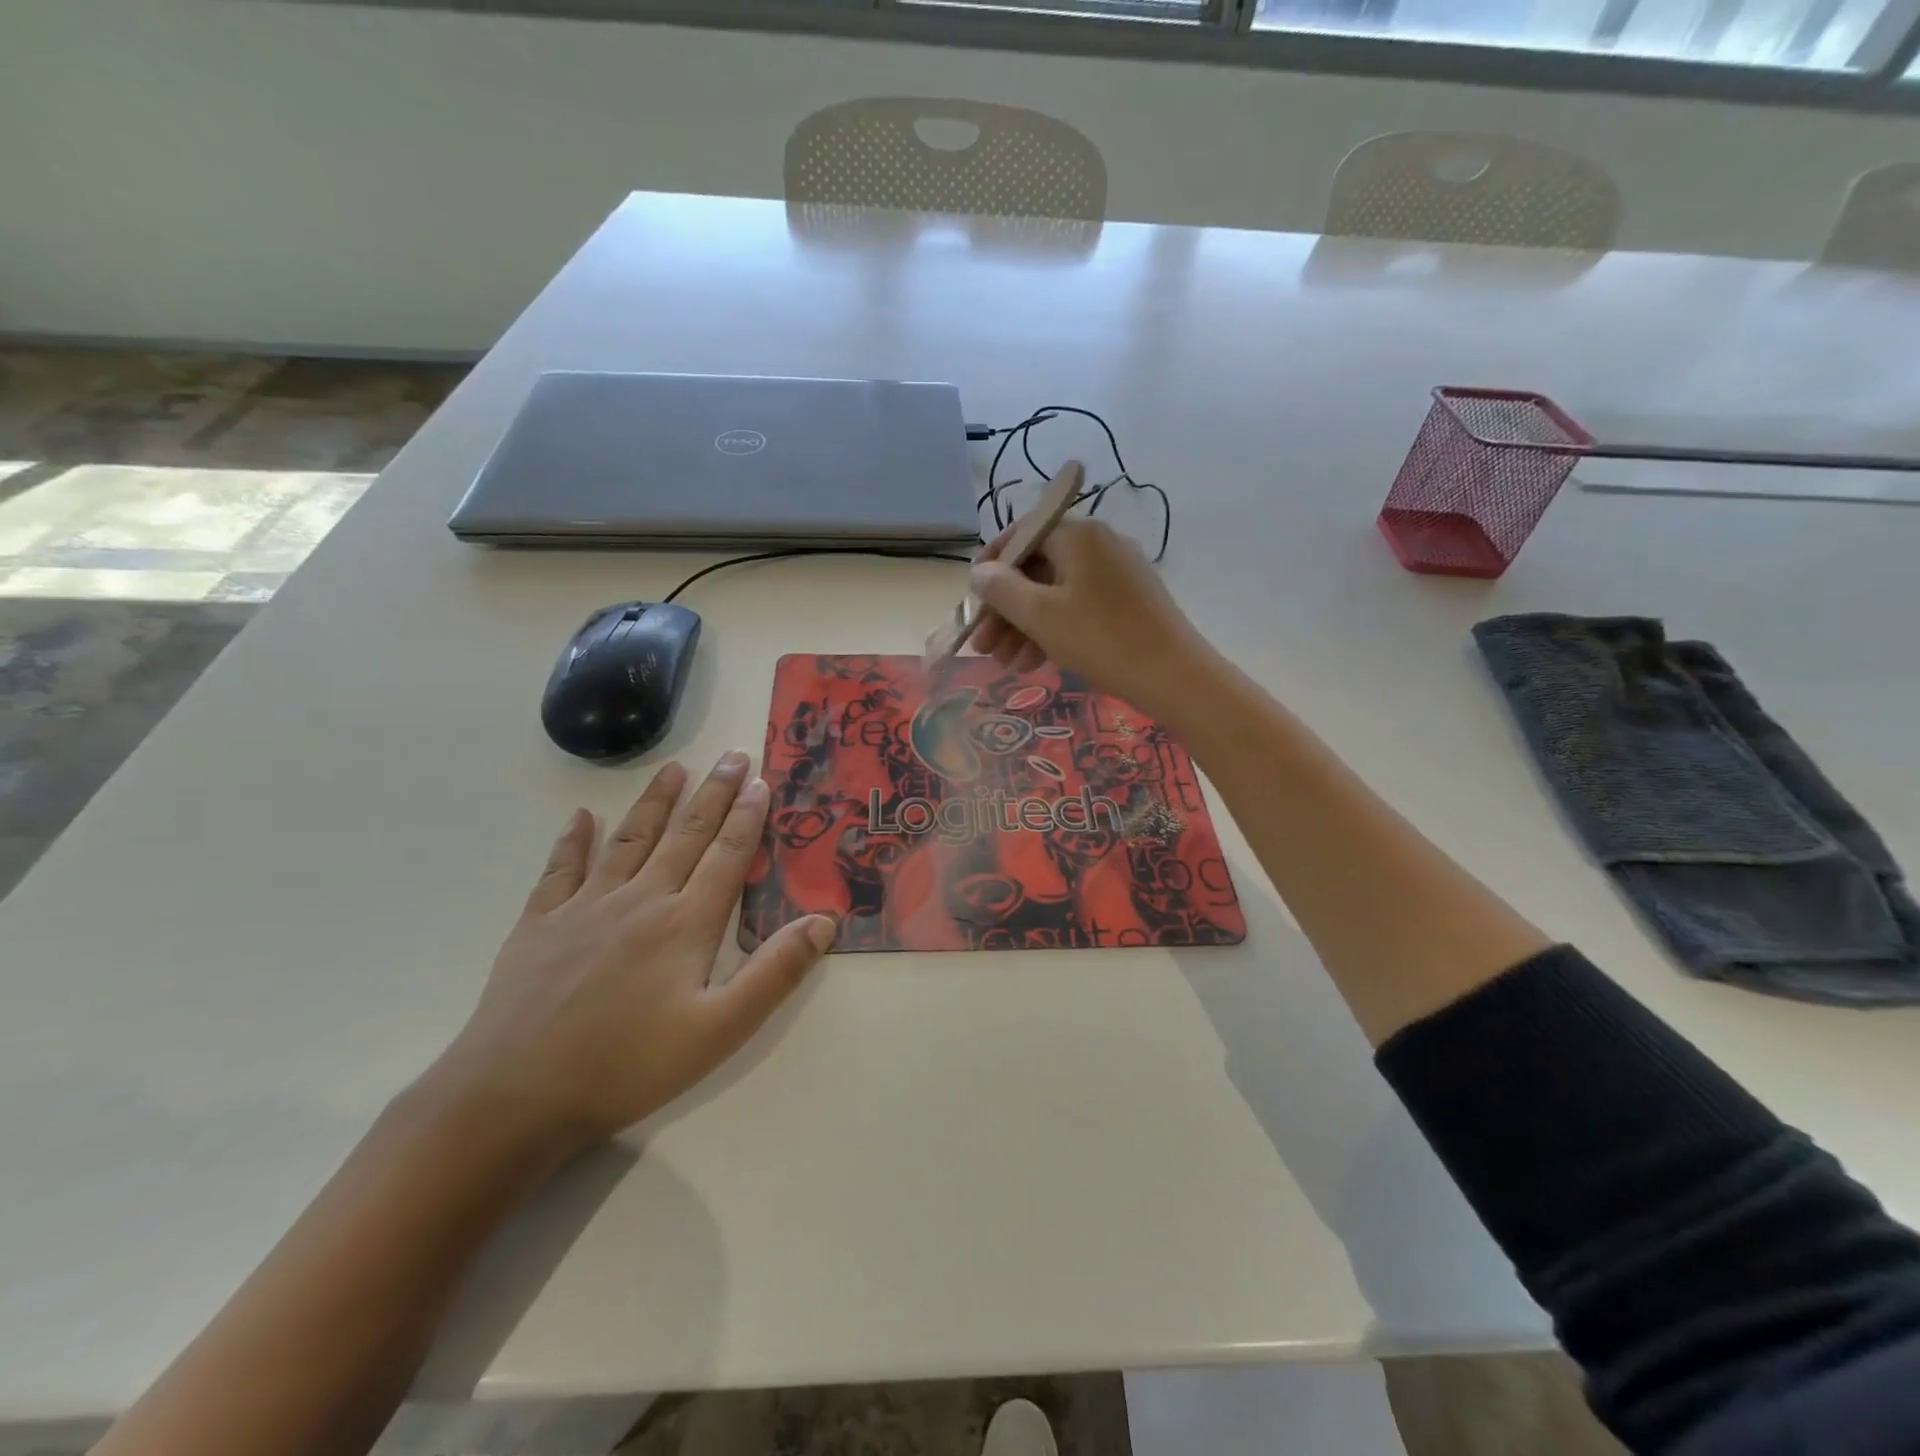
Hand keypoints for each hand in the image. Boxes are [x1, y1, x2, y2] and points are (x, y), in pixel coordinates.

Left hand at [426, 752, 835, 1155]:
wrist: (514, 1097)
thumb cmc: (628, 1066)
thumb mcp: (720, 1030)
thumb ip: (776, 972)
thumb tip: (824, 921)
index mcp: (686, 923)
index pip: (726, 855)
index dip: (747, 817)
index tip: (762, 781)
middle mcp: (640, 899)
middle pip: (685, 835)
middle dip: (714, 793)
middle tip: (733, 756)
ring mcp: (585, 907)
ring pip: (630, 840)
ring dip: (656, 802)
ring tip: (675, 768)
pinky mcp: (540, 923)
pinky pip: (561, 869)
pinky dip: (574, 839)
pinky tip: (582, 816)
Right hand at [968, 518, 1209, 717]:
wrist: (1175, 676)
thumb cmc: (1101, 639)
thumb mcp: (1040, 615)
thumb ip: (1001, 590)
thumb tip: (980, 573)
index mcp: (1078, 536)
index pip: (1022, 534)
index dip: (992, 565)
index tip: (973, 598)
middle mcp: (1099, 545)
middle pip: (1037, 569)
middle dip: (1005, 608)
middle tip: (983, 646)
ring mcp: (1117, 575)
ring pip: (1056, 593)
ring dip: (1025, 626)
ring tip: (1006, 663)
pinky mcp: (1129, 603)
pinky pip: (1079, 608)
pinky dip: (1054, 630)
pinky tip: (1034, 662)